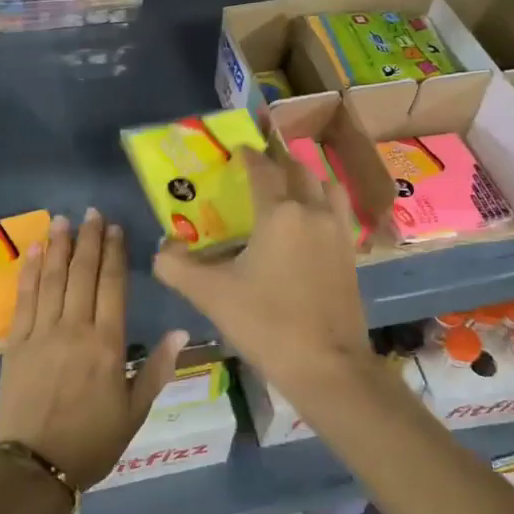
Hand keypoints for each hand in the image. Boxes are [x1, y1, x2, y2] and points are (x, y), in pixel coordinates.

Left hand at [0, 209, 186, 491]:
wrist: (35, 468)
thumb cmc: (92, 442)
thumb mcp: (134, 412)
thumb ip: (156, 369)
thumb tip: (183, 331)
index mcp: (107, 344)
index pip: (112, 286)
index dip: (114, 253)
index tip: (116, 229)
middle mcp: (74, 329)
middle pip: (83, 274)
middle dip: (89, 240)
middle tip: (93, 212)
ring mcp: (41, 333)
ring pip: (53, 279)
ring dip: (59, 246)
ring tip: (64, 219)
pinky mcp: (16, 343)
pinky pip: (25, 298)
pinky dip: (31, 271)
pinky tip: (36, 250)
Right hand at [153, 146, 371, 405]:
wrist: (327, 366)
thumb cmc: (267, 323)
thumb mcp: (211, 295)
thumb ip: (177, 267)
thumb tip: (162, 248)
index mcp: (279, 213)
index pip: (262, 169)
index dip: (247, 155)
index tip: (236, 148)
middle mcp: (312, 211)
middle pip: (297, 171)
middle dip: (277, 162)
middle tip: (259, 165)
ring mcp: (337, 232)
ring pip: (325, 187)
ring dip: (306, 179)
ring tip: (289, 188)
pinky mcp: (351, 254)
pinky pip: (338, 213)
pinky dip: (323, 205)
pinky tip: (309, 225)